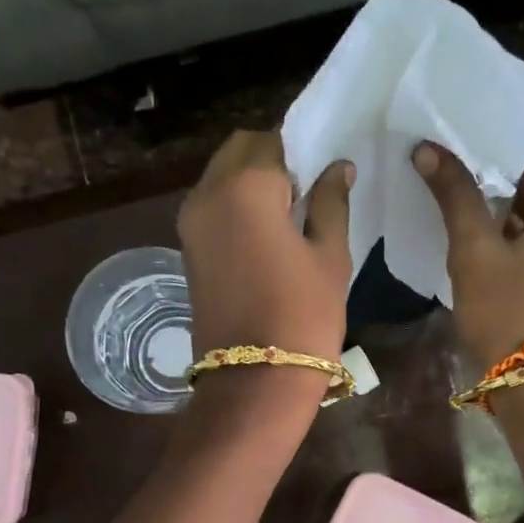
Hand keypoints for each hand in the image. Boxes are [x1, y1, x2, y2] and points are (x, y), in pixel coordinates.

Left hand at [177, 131, 353, 360]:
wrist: (255, 381)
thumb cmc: (303, 316)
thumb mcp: (330, 256)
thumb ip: (331, 203)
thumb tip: (335, 168)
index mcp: (246, 186)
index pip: (274, 140)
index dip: (302, 151)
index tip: (323, 174)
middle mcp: (207, 193)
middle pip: (240, 150)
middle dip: (272, 159)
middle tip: (306, 192)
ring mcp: (190, 222)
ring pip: (221, 176)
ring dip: (250, 181)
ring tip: (287, 216)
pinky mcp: (187, 249)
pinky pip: (212, 205)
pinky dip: (235, 204)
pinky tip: (265, 234)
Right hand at [413, 112, 523, 368]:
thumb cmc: (510, 318)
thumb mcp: (477, 253)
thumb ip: (455, 195)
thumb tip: (427, 149)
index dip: (502, 112)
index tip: (462, 94)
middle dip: (492, 144)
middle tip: (444, 122)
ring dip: (494, 177)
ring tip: (446, 152)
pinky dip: (502, 209)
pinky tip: (463, 195)